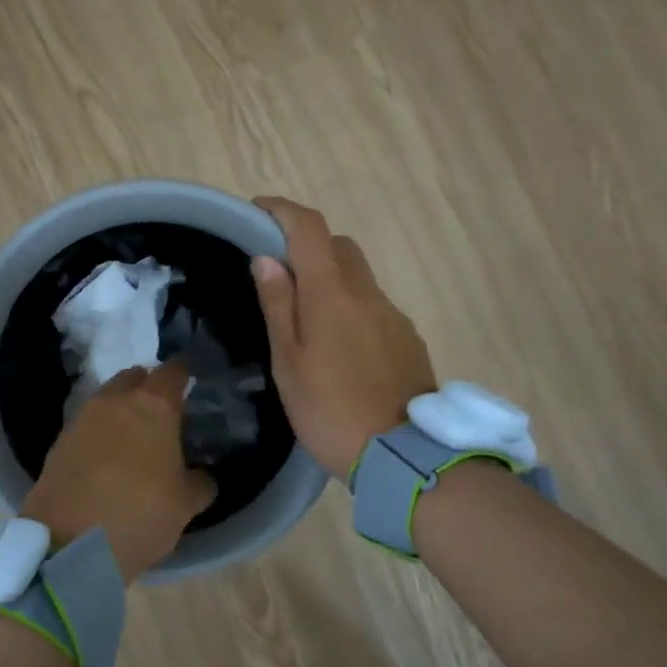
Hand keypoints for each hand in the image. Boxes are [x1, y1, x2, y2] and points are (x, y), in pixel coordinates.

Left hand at [21, 362, 215, 583]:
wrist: (68, 543)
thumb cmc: (139, 513)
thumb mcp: (185, 505)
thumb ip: (200, 483)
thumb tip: (202, 476)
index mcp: (153, 405)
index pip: (173, 371)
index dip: (184, 374)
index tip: (192, 380)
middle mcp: (115, 401)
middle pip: (135, 378)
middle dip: (149, 387)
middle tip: (163, 411)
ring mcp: (82, 418)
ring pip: (108, 399)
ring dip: (122, 409)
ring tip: (135, 436)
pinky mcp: (59, 440)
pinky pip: (87, 424)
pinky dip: (100, 432)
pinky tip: (108, 456)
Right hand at [252, 196, 437, 476]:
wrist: (403, 456)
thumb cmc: (330, 411)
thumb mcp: (289, 363)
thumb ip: (279, 306)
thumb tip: (267, 259)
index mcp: (332, 294)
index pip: (310, 228)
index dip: (282, 211)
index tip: (258, 212)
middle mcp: (368, 294)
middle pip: (339, 247)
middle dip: (308, 246)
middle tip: (279, 275)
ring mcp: (394, 316)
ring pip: (359, 278)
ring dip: (331, 281)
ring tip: (306, 323)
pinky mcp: (408, 340)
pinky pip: (374, 307)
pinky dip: (352, 309)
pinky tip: (340, 351)